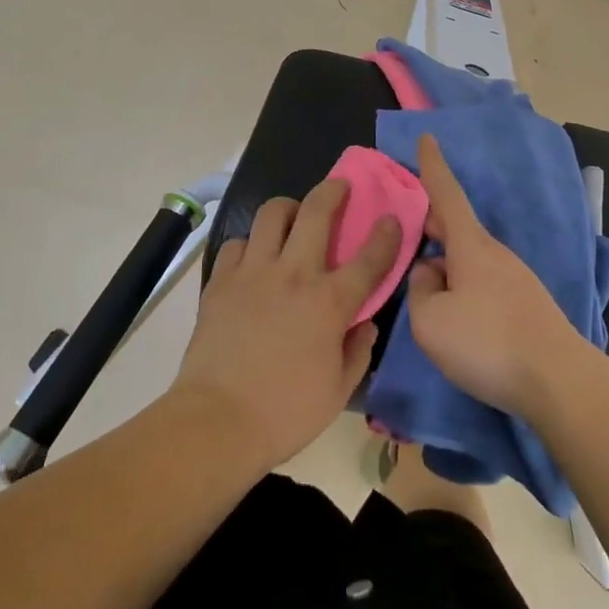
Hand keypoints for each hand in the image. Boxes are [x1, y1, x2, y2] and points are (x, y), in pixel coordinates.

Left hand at [172, 179, 399, 470]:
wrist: (217, 421)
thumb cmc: (285, 413)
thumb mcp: (337, 392)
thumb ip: (358, 351)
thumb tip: (365, 324)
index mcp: (329, 302)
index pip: (368, 258)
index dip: (385, 235)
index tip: (391, 218)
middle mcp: (294, 274)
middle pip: (317, 211)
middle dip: (333, 191)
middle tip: (339, 187)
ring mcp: (254, 272)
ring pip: (272, 213)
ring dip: (288, 208)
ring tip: (292, 217)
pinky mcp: (221, 280)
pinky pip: (238, 243)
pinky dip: (250, 244)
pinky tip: (253, 259)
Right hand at [405, 134, 590, 418]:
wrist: (558, 381)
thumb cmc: (487, 342)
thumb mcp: (430, 320)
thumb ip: (419, 290)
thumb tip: (429, 274)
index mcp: (471, 245)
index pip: (446, 193)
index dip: (433, 166)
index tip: (428, 136)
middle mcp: (495, 252)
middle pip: (457, 228)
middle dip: (433, 224)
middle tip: (408, 229)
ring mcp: (515, 278)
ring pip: (470, 260)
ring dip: (447, 265)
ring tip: (427, 292)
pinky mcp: (527, 305)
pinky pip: (484, 283)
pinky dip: (464, 288)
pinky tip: (459, 320)